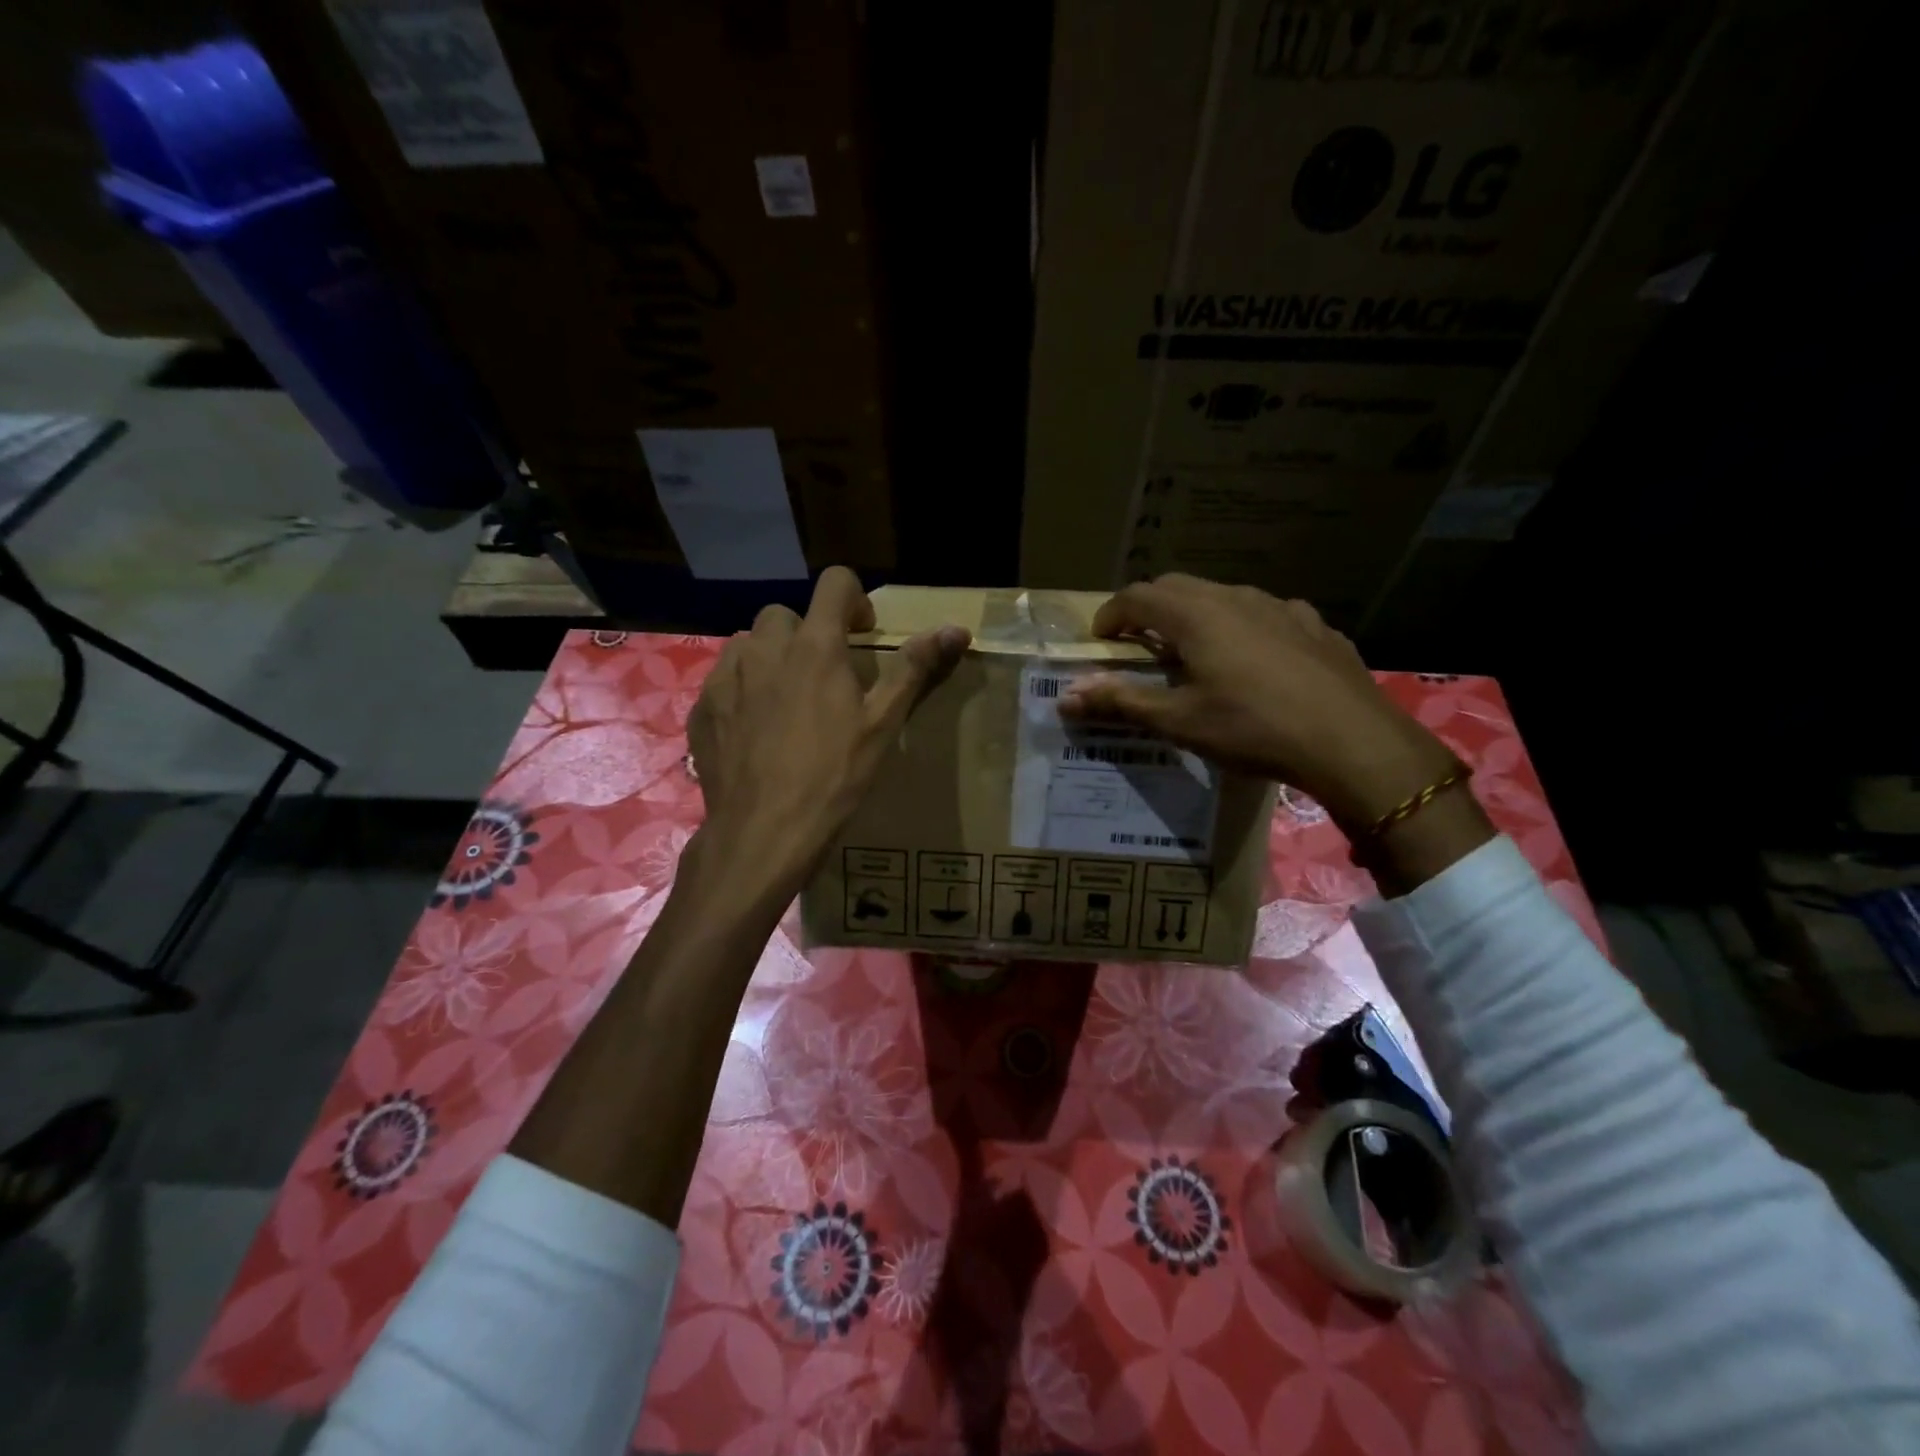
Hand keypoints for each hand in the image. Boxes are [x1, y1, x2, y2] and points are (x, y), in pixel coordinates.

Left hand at [686, 567, 968, 905]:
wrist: (764, 832)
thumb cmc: (834, 776)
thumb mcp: (883, 724)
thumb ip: (914, 669)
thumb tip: (956, 628)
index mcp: (815, 647)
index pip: (834, 583)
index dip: (853, 599)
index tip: (861, 633)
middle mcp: (765, 648)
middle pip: (784, 614)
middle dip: (806, 633)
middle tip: (822, 676)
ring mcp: (726, 677)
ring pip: (748, 643)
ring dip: (769, 657)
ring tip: (784, 699)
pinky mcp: (702, 707)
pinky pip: (722, 679)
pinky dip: (741, 689)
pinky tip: (753, 729)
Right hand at [1058, 574, 1457, 833]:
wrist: (1352, 742)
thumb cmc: (1253, 728)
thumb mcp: (1180, 721)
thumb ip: (1121, 701)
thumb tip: (1067, 694)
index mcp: (1197, 615)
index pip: (1138, 595)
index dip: (1111, 613)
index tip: (1100, 638)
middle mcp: (1236, 597)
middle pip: (1179, 587)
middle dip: (1150, 609)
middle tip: (1139, 644)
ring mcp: (1281, 607)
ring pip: (1223, 596)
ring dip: (1196, 616)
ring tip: (1194, 653)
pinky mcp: (1315, 625)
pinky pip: (1264, 614)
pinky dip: (1241, 627)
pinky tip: (1252, 660)